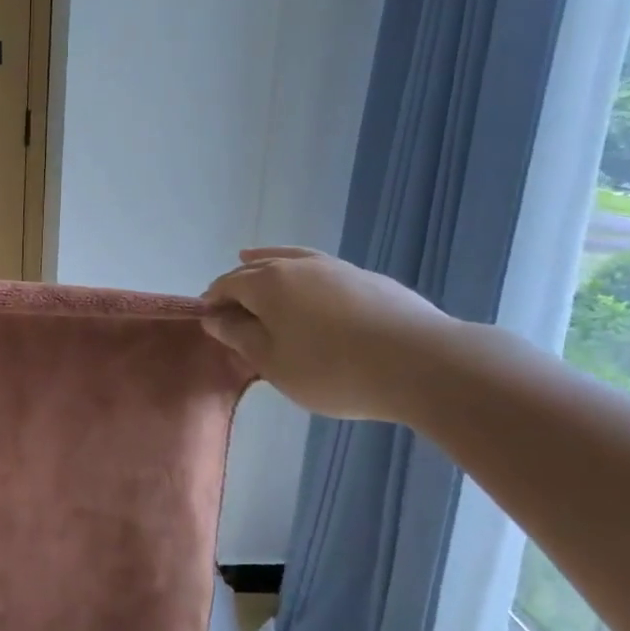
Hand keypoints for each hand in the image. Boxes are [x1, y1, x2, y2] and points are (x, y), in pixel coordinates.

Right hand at [202, 248, 457, 421]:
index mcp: (267, 283)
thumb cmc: (332, 369)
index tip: (208, 320)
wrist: (421, 363)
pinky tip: (312, 289)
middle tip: (231, 306)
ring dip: (270, 264)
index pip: (227, 285)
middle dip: (239, 283)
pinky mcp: (369, 279)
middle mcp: (298, 266)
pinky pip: (323, 271)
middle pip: (258, 268)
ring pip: (292, 260)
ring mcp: (338, 268)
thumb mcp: (273, 363)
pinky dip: (305, 275)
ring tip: (255, 261)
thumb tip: (214, 319)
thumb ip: (240, 338)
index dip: (213, 301)